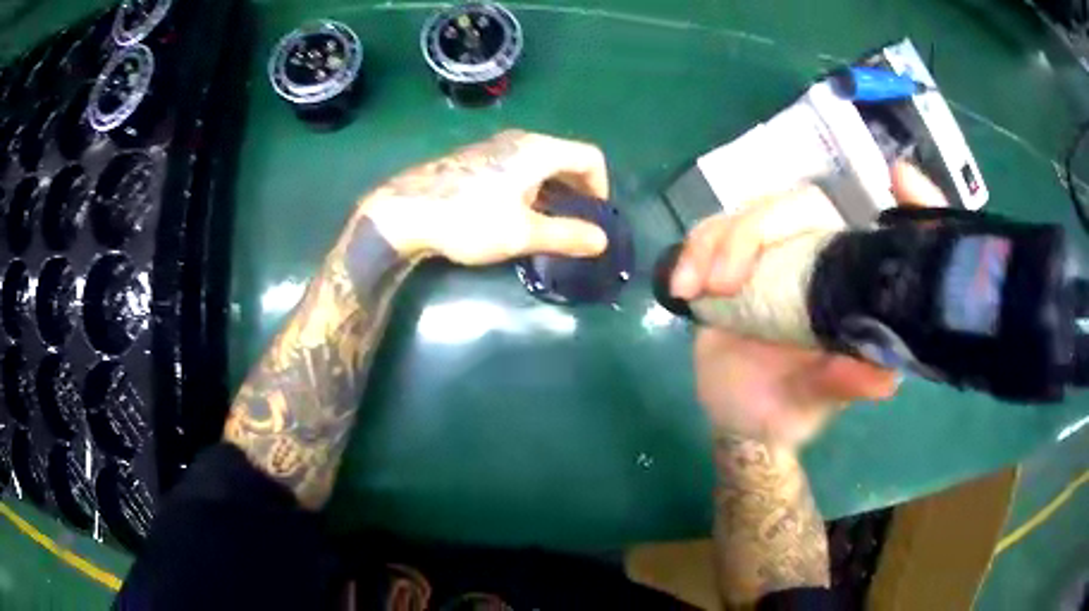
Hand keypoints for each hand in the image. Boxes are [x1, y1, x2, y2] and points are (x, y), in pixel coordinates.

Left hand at [359, 129, 609, 264]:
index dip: (600, 187)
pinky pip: (518, 168)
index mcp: (538, 150)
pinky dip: (530, 188)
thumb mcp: (522, 233)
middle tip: (576, 224)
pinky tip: (515, 214)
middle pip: (565, 158)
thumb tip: (601, 241)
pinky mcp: (476, 159)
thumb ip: (566, 235)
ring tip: (548, 224)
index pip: (589, 157)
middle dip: (578, 191)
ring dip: (553, 191)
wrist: (406, 211)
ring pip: (540, 164)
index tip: (594, 218)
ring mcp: (494, 147)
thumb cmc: (469, 219)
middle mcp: (520, 141)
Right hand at [675, 163, 946, 446]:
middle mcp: (817, 258)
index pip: (875, 231)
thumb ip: (843, 385)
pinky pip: (711, 232)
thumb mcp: (814, 403)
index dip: (908, 200)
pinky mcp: (733, 260)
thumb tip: (884, 376)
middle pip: (795, 205)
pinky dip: (692, 251)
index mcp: (848, 286)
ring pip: (747, 212)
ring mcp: (774, 255)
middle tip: (723, 283)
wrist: (736, 416)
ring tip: (693, 289)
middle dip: (752, 232)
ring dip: (714, 243)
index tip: (901, 177)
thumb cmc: (784, 410)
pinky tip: (682, 287)